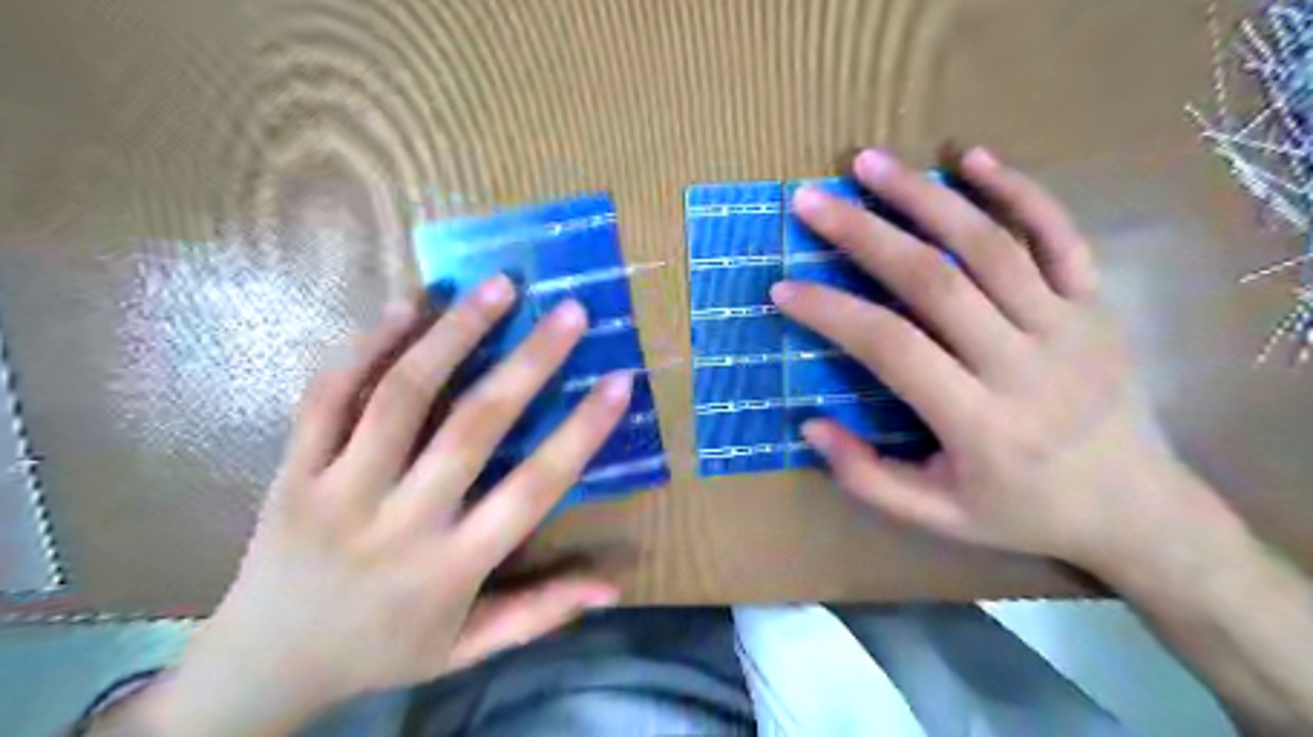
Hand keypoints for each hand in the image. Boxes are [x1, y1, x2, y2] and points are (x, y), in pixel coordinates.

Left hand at [125, 274, 630, 729]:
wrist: (263, 666)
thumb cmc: (384, 650)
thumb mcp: (468, 648)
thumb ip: (541, 612)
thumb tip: (613, 586)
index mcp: (452, 566)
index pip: (533, 489)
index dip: (582, 432)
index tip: (619, 381)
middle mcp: (399, 521)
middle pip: (473, 426)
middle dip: (529, 362)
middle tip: (569, 311)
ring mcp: (339, 489)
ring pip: (400, 395)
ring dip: (454, 333)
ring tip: (498, 287)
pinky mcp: (293, 469)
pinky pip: (330, 395)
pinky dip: (370, 345)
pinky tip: (408, 306)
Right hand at [772, 146, 1208, 566]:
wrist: (1136, 509)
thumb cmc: (1024, 512)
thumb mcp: (938, 519)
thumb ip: (868, 478)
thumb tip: (810, 425)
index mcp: (979, 422)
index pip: (892, 348)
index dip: (832, 313)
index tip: (784, 289)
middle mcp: (1023, 364)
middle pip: (935, 281)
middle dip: (865, 234)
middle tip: (812, 201)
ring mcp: (1068, 326)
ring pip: (991, 245)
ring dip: (925, 197)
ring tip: (870, 163)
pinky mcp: (1097, 305)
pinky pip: (1060, 235)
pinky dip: (1018, 190)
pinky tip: (971, 159)